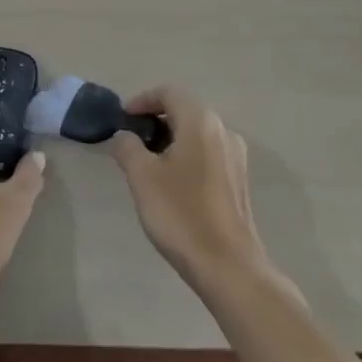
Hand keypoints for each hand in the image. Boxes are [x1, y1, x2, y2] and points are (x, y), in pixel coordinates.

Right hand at [110, 87, 267, 288]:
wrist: (229, 268)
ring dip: (171, 138)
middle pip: (184, 110)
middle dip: (155, 120)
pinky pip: (208, 153)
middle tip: (132, 140)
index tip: (122, 118)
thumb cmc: (182, 214)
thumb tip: (124, 136)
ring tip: (148, 162)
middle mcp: (223, 130)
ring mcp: (235, 156)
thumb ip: (127, 147)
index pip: (168, 93)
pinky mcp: (239, 181)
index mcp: (200, 121)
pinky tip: (172, 182)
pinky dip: (187, 155)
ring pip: (197, 133)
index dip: (142, 100)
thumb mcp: (142, 177)